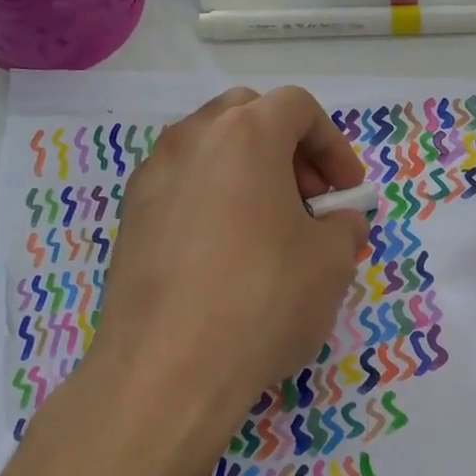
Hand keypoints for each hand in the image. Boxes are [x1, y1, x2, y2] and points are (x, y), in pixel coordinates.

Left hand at [92, 86, 368, 440]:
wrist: (167, 369)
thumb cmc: (263, 298)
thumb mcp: (332, 261)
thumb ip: (345, 226)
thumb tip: (338, 223)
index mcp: (245, 134)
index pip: (297, 107)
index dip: (334, 145)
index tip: (346, 193)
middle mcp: (190, 140)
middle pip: (246, 116)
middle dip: (287, 149)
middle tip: (308, 200)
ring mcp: (151, 178)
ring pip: (209, 151)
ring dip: (248, 174)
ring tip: (269, 230)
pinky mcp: (129, 220)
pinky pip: (181, 189)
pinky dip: (213, 201)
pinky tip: (226, 256)